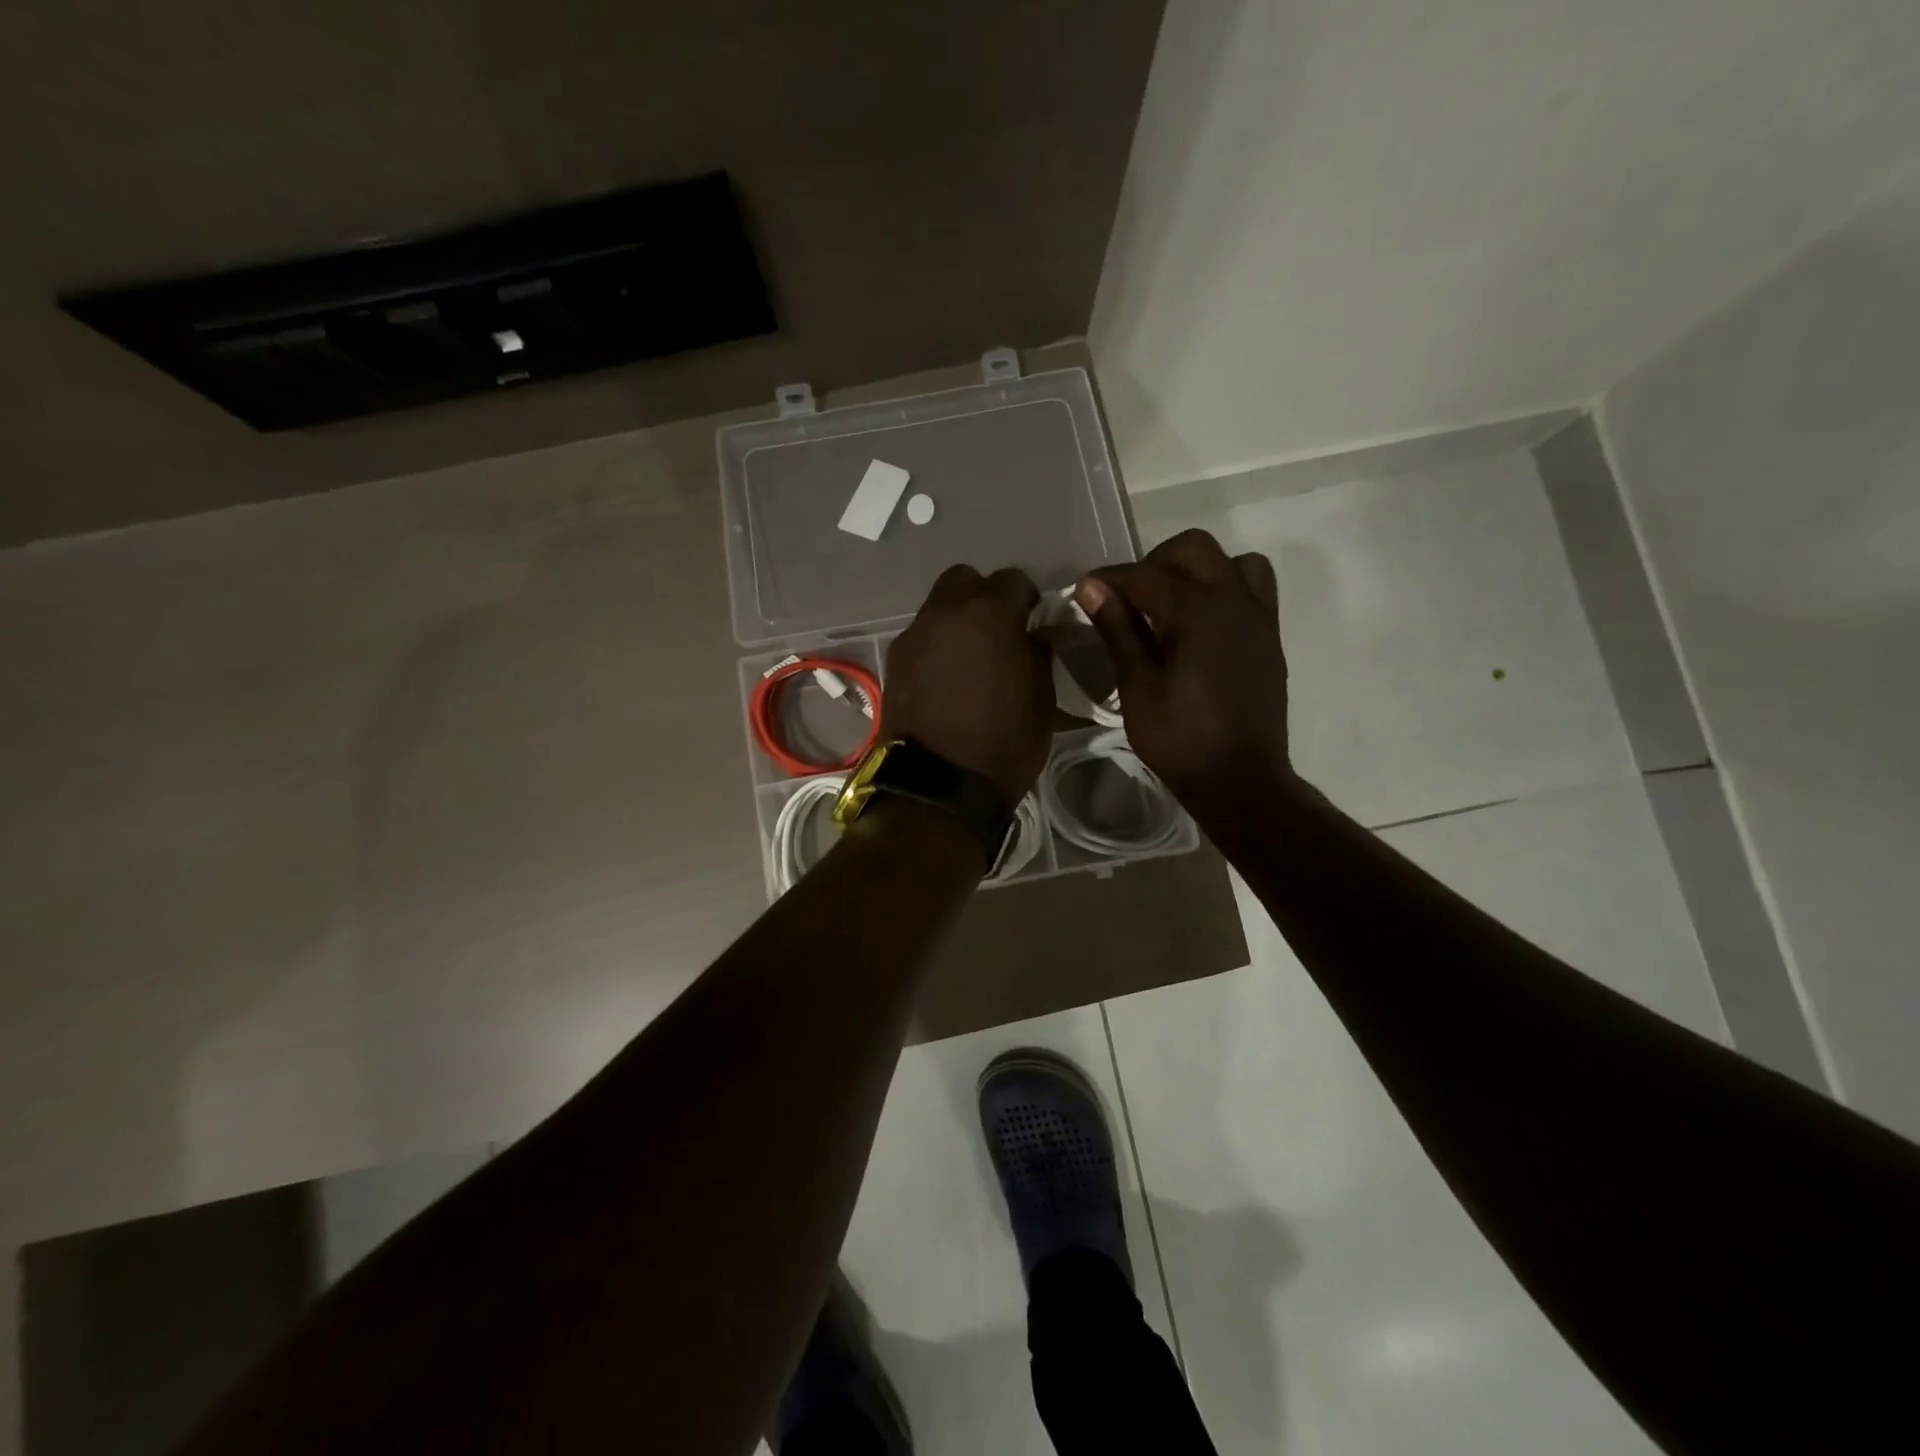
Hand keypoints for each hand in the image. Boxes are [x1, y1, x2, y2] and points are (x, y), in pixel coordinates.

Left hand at [884, 565, 1053, 802]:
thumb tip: (1036, 635)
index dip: (1027, 599)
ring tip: (970, 658)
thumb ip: (1038, 654)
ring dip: (956, 622)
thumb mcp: (1042, 697)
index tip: (1033, 621)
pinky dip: (935, 647)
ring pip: (938, 608)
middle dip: (982, 596)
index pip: (1014, 580)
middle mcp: (946, 612)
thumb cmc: (1004, 741)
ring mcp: (914, 635)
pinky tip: (946, 678)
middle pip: (964, 580)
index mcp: (990, 612)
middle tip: (997, 630)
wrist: (939, 785)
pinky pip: (921, 638)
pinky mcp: (894, 662)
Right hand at [1077, 529, 1293, 828]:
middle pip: (1192, 549)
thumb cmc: (1180, 739)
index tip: (1082, 590)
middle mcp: (1233, 600)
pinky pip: (1254, 587)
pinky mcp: (1269, 635)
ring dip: (1196, 569)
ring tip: (1171, 603)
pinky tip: (1203, 622)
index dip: (1108, 579)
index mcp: (1197, 612)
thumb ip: (1119, 630)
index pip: (1144, 576)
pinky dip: (1226, 586)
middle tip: (1128, 597)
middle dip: (1153, 562)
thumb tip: (1092, 587)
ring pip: (1231, 560)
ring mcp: (1257, 616)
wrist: (1240, 779)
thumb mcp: (1138, 687)